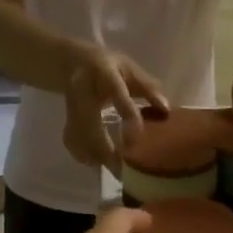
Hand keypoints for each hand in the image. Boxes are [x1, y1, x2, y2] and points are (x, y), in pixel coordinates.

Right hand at [64, 48, 169, 173]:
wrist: (72, 62)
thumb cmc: (110, 66)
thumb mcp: (130, 69)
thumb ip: (148, 87)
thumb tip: (166, 109)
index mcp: (103, 71)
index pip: (115, 91)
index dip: (126, 111)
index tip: (137, 134)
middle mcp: (83, 90)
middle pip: (90, 122)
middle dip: (106, 148)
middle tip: (124, 169)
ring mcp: (71, 106)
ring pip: (79, 136)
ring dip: (96, 156)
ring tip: (116, 171)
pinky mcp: (66, 119)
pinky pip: (73, 142)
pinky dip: (85, 156)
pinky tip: (99, 164)